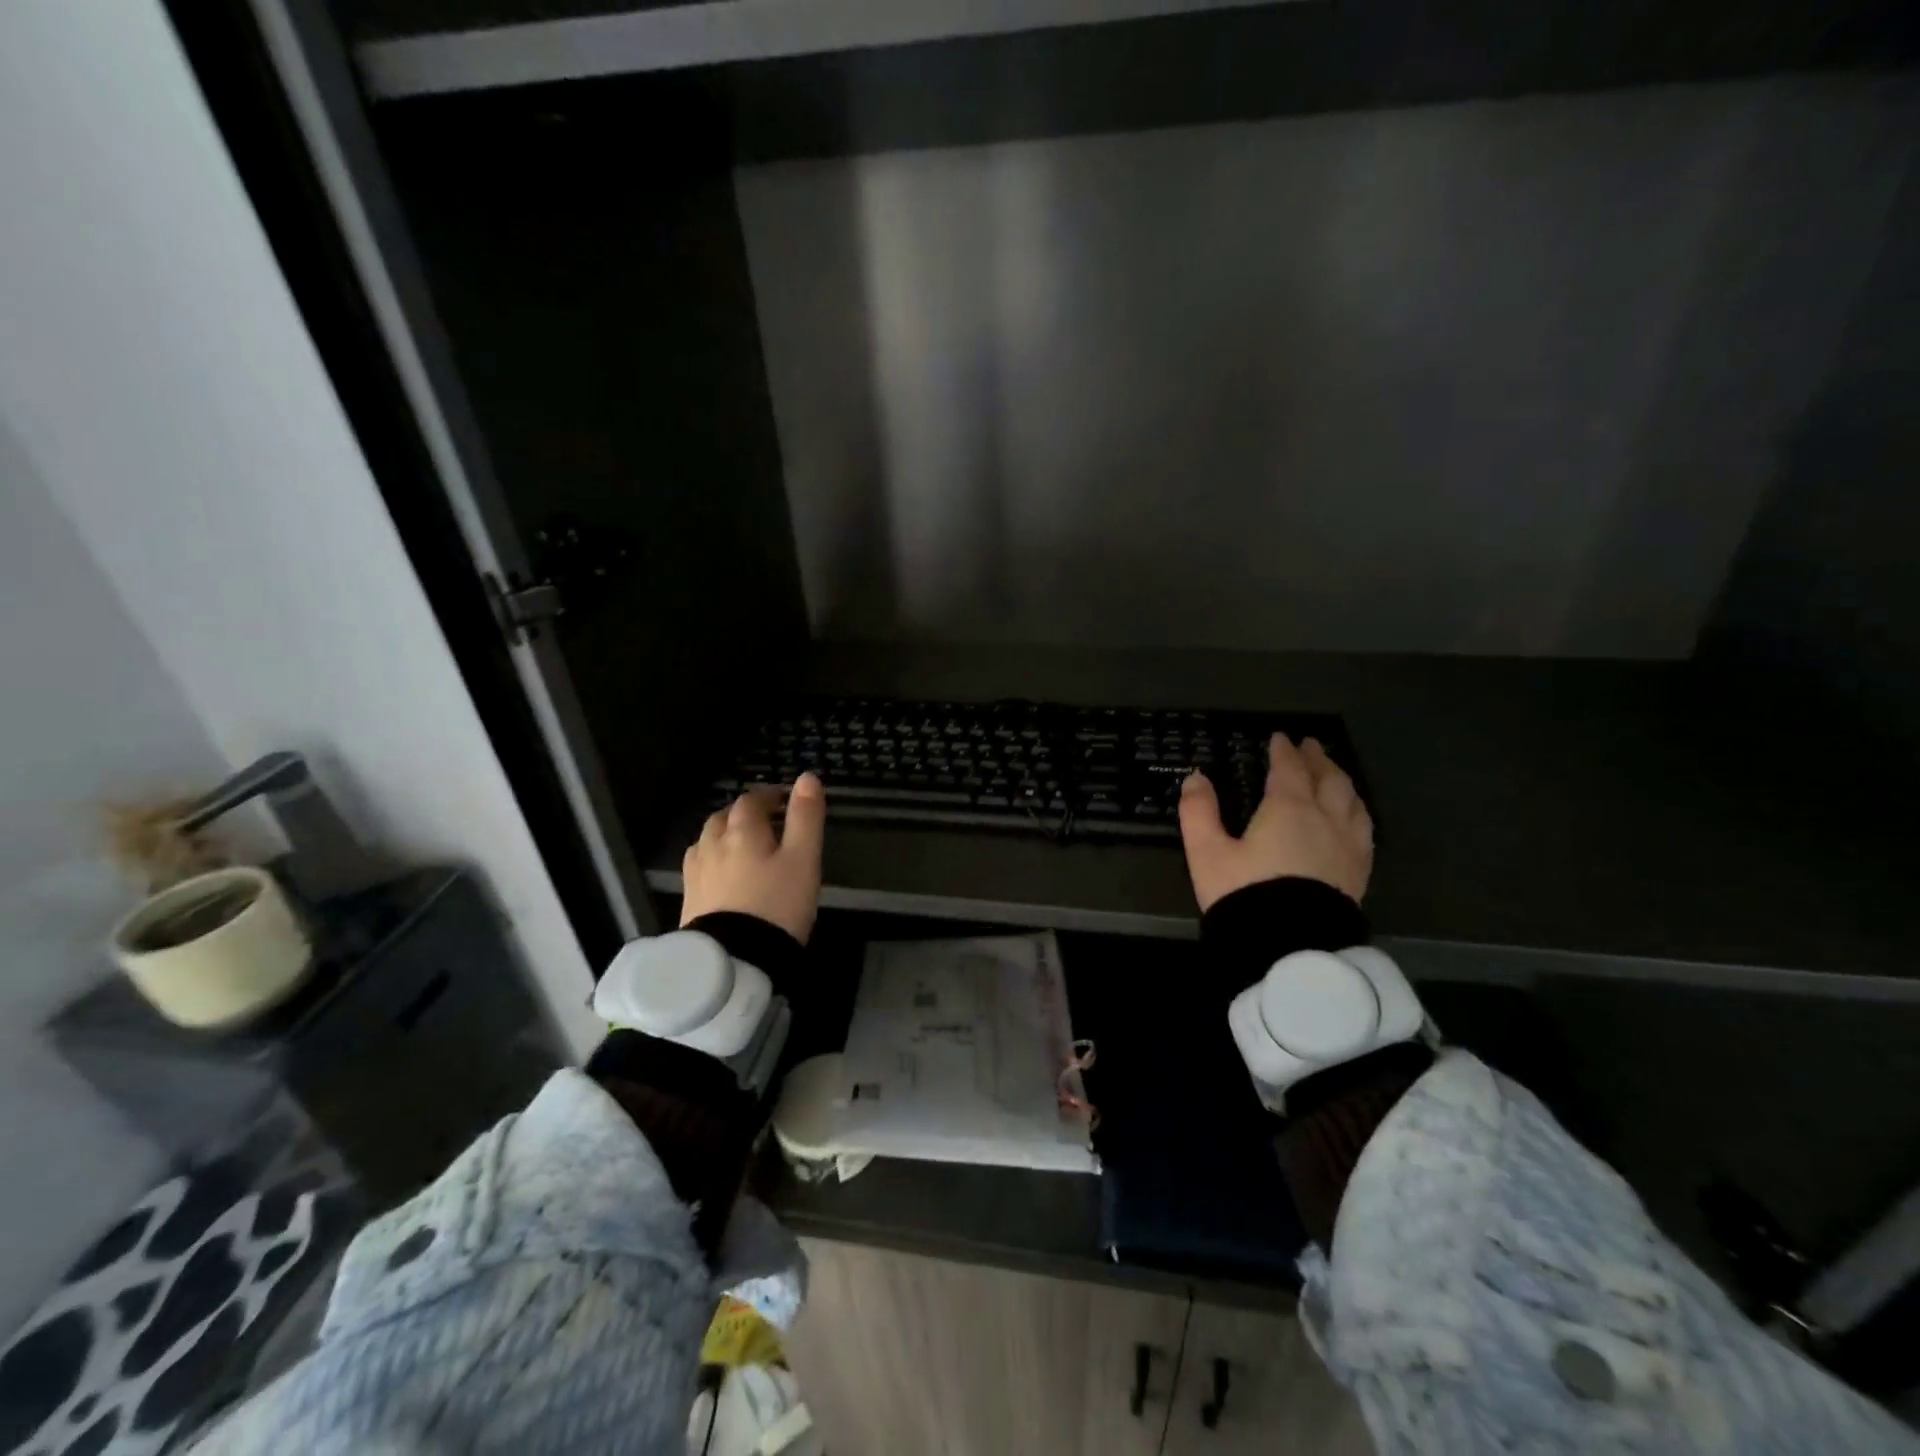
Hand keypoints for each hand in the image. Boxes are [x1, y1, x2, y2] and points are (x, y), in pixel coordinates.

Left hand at [679, 772, 826, 942]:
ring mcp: (696, 872)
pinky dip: (713, 860)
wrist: (734, 961)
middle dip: (744, 813)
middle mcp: (712, 844)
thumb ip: (806, 817)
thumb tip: (807, 777)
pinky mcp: (688, 899)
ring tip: (743, 846)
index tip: (785, 800)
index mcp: (742, 830)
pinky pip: (699, 866)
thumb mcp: (804, 859)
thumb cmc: (778, 905)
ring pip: (707, 840)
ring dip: (725, 834)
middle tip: (766, 822)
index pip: (752, 799)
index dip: (769, 795)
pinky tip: (722, 875)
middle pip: (724, 816)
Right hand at [1178, 735, 1372, 911]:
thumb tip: (1196, 778)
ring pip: (1353, 802)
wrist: (1290, 946)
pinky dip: (1357, 812)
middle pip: (1328, 779)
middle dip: (1318, 760)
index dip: (1284, 751)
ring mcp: (1347, 846)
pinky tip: (1354, 819)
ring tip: (1335, 775)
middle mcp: (1324, 819)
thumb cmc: (1245, 894)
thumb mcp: (1207, 852)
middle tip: (1311, 747)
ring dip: (1342, 782)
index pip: (1289, 769)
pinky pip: (1364, 830)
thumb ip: (1199, 812)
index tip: (1280, 738)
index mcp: (1287, 808)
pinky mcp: (1359, 872)